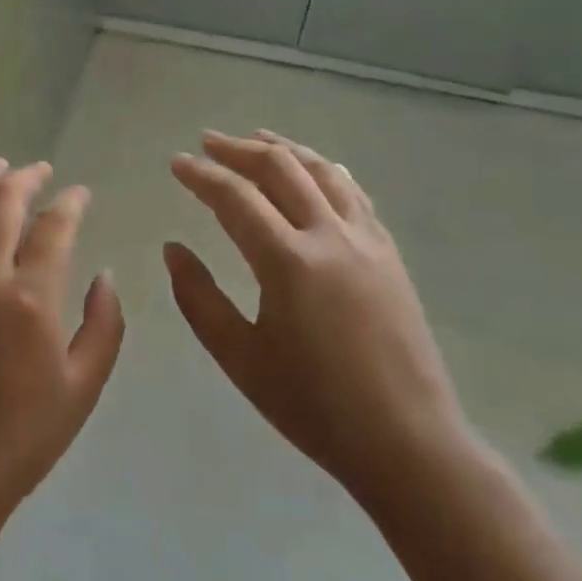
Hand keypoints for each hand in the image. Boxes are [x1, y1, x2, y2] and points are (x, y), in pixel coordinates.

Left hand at [0, 159, 125, 541]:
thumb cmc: (21, 438)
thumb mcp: (82, 388)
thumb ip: (103, 326)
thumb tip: (106, 276)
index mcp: (29, 299)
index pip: (53, 227)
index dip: (69, 202)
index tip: (80, 193)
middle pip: (2, 205)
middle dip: (25, 179)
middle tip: (40, 169)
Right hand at [166, 131, 467, 514]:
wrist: (408, 442)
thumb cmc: (314, 406)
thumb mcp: (240, 359)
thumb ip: (199, 299)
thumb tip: (173, 249)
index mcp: (288, 261)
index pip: (235, 197)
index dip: (201, 175)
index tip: (176, 163)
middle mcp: (329, 236)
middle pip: (280, 168)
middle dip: (238, 149)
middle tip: (207, 142)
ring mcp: (366, 240)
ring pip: (321, 171)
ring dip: (284, 149)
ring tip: (256, 138)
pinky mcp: (389, 253)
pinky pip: (353, 193)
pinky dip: (324, 170)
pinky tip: (315, 169)